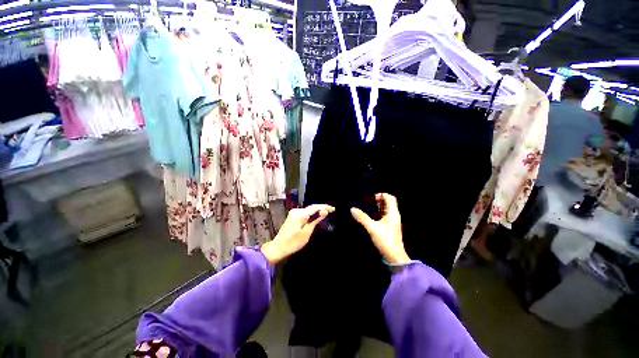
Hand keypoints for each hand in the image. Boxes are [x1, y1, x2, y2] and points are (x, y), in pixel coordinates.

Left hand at [261, 204, 334, 264]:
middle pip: (312, 207)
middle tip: (332, 211)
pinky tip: (316, 216)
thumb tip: (324, 212)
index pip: (315, 207)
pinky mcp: (292, 217)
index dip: (325, 207)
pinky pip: (304, 213)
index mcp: (300, 214)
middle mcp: (297, 211)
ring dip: (317, 211)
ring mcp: (293, 213)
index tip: (333, 209)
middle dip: (322, 208)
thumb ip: (315, 220)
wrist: (278, 248)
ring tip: (326, 213)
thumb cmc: (293, 242)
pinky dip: (311, 214)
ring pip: (308, 210)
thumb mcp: (307, 232)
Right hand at [351, 193, 410, 264]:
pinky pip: (385, 216)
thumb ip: (362, 218)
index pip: (390, 198)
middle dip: (379, 200)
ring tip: (368, 207)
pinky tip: (371, 217)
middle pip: (388, 203)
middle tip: (368, 201)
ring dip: (378, 207)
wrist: (394, 257)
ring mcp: (393, 222)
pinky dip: (378, 213)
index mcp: (393, 213)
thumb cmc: (385, 240)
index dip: (382, 195)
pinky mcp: (390, 227)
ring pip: (386, 210)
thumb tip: (352, 209)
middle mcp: (394, 216)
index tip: (372, 197)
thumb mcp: (372, 228)